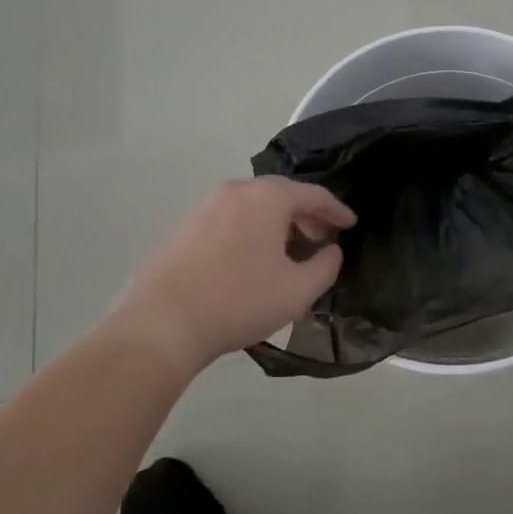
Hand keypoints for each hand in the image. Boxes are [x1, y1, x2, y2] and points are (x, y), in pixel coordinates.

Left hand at [108, 177, 355, 372]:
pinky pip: (230, 219)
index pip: (313, 194)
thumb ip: (326, 266)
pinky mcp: (183, 226)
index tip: (351, 225)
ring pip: (254, 207)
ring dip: (278, 224)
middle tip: (323, 241)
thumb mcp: (298, 290)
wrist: (161, 323)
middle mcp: (235, 190)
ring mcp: (204, 206)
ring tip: (289, 253)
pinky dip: (251, 231)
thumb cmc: (239, 301)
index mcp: (267, 197)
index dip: (337, 210)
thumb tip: (331, 250)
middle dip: (307, 216)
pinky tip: (253, 260)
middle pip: (281, 195)